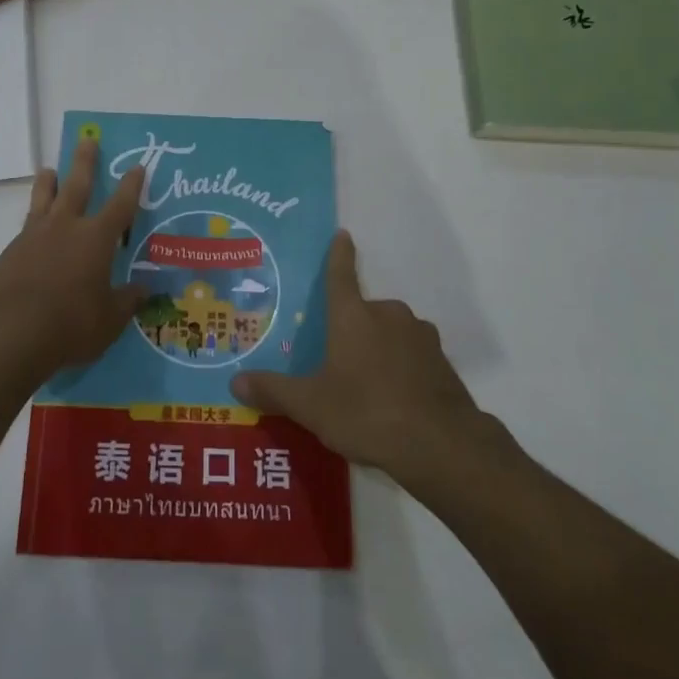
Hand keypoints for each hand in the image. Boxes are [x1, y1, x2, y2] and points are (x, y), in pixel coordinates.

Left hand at [0, 140, 146, 392]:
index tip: (137, 166)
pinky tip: (31, 235)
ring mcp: (32, 237)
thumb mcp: (109, 320)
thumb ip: (127, 302)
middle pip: (77, 185)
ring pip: (43, 199)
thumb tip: (145, 290)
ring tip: (49, 170)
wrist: (8, 333)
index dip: (131, 186)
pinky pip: (25, 229)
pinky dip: (32, 224)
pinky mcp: (8, 254)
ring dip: (49, 183)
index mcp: (95, 239)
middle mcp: (64, 228)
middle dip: (84, 162)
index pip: (120, 205)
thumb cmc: (70, 325)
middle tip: (87, 139)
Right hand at [231, 231, 500, 481]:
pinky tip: (396, 400)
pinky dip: (403, 368)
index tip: (343, 234)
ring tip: (367, 386)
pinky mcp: (442, 362)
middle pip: (365, 311)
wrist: (442, 445)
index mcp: (353, 315)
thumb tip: (235, 382)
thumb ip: (274, 391)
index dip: (339, 254)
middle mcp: (388, 315)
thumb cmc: (367, 412)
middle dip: (353, 328)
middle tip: (338, 358)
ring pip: (391, 333)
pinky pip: (413, 356)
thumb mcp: (311, 406)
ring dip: (380, 348)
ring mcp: (420, 336)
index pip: (341, 275)